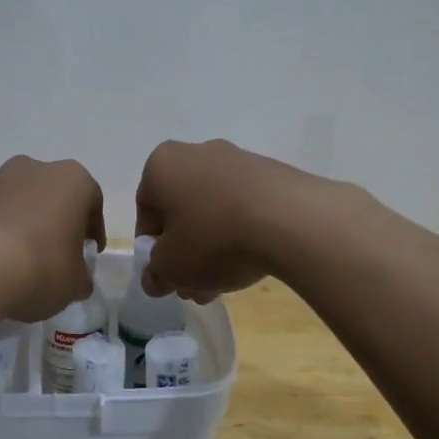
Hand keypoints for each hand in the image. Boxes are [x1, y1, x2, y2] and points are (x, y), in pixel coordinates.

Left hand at [0, 156, 103, 321]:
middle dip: (49, 217)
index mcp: (70, 181)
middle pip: (46, 192)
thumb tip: (75, 279)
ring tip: (6, 256)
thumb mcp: (74, 284)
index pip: (91, 200)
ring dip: (10, 217)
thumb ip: (79, 277)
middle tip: (49, 252)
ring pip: (6, 196)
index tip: (86, 252)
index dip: (91, 229)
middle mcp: (30, 169)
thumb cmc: (40, 269)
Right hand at [134, 139, 332, 301]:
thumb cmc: (214, 239)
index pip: (145, 211)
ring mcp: (239, 159)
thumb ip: (154, 274)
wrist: (292, 221)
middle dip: (186, 252)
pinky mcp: (273, 173)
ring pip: (214, 211)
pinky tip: (253, 261)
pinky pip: (245, 207)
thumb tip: (156, 278)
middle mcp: (197, 152)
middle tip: (196, 286)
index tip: (168, 276)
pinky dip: (242, 233)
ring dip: (214, 247)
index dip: (152, 250)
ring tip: (227, 282)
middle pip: (182, 212)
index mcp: (162, 165)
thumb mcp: (170, 269)